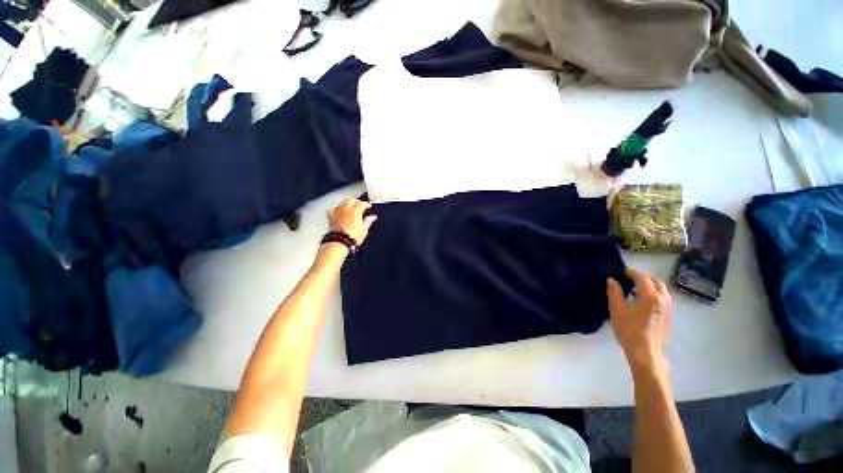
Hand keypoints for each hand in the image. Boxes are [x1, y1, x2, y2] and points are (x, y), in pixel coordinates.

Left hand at [327, 198, 377, 244]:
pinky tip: (338, 210)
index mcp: (356, 211)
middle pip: (351, 200)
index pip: (362, 203)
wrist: (339, 242)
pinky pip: (333, 209)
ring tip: (350, 205)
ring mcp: (338, 212)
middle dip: (357, 201)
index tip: (368, 206)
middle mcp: (346, 209)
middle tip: (360, 205)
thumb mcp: (364, 229)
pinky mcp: (331, 217)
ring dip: (347, 202)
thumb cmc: (353, 237)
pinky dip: (336, 208)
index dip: (366, 204)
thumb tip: (373, 217)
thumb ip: (368, 221)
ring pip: (342, 202)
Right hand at [607, 269, 672, 373]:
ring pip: (662, 290)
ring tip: (636, 290)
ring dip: (650, 285)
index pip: (642, 277)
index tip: (621, 272)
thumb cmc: (629, 330)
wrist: (646, 352)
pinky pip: (664, 298)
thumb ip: (614, 292)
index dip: (631, 273)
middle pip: (655, 281)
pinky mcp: (670, 316)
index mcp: (649, 296)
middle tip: (629, 280)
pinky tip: (644, 302)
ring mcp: (669, 308)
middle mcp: (662, 299)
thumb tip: (612, 280)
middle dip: (643, 277)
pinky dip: (655, 294)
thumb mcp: (617, 310)